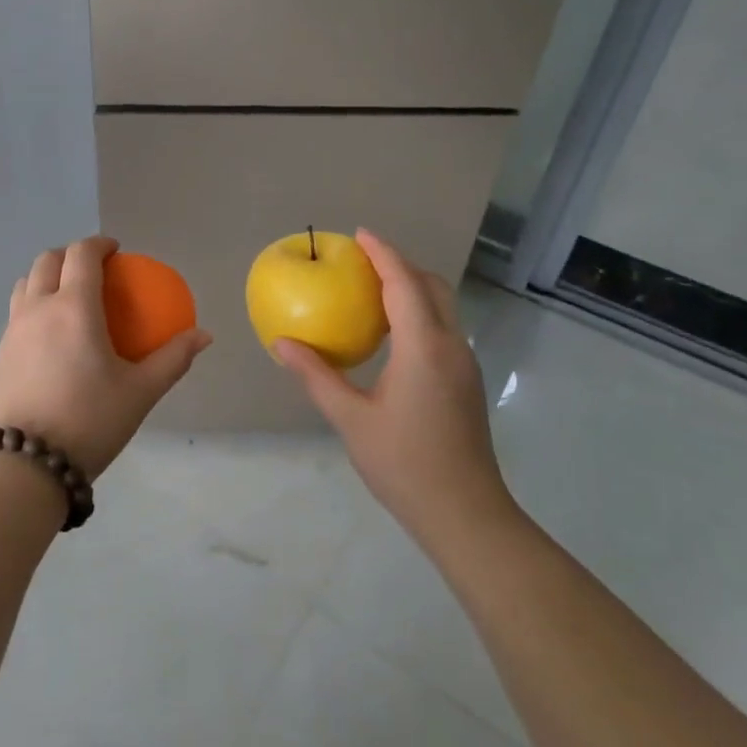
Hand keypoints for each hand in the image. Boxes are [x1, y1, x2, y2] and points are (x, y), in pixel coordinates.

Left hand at [0, 236, 212, 478]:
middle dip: (70, 254)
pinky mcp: (0, 352)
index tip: (115, 251)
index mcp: (73, 307)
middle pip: (47, 260)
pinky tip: (51, 334)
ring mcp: (13, 330)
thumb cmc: (91, 420)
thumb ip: (173, 358)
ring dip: (46, 276)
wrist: (29, 462)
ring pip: (25, 283)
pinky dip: (33, 303)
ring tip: (68, 295)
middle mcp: (38, 308)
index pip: (81, 254)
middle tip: (93, 269)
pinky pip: (16, 311)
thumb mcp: (141, 391)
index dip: (99, 244)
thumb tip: (203, 335)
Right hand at [274, 230, 512, 540]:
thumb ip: (315, 375)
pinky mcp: (465, 381)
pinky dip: (418, 313)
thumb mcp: (350, 418)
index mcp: (423, 348)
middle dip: (401, 265)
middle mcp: (450, 346)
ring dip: (411, 288)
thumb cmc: (403, 463)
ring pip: (442, 307)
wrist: (465, 513)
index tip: (360, 233)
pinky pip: (441, 328)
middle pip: (431, 287)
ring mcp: (463, 364)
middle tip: (362, 261)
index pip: (404, 283)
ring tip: (372, 290)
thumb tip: (281, 343)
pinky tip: (390, 334)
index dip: (383, 253)